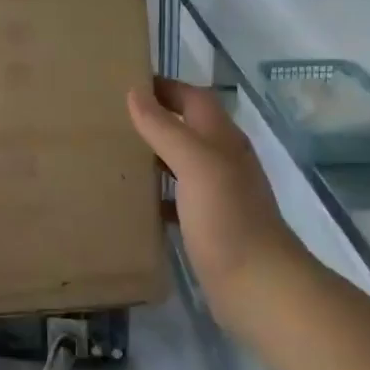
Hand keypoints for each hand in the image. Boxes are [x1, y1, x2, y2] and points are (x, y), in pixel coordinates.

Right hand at [127, 79, 293, 334]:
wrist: (259, 286)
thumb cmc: (227, 218)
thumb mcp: (196, 164)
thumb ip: (165, 128)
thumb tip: (135, 93)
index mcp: (222, 139)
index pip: (193, 98)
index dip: (165, 87)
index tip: (125, 83)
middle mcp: (222, 161)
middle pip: (187, 127)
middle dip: (154, 118)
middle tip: (111, 118)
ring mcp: (218, 195)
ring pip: (181, 162)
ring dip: (153, 155)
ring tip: (114, 154)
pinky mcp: (209, 225)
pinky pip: (178, 198)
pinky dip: (157, 194)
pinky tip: (133, 200)